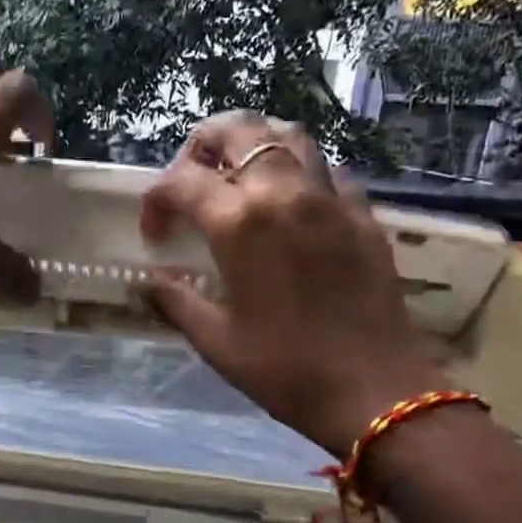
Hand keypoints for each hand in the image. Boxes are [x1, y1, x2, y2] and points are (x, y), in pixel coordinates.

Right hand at [140, 112, 446, 450]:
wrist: (375, 392)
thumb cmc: (284, 369)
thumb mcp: (214, 339)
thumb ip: (174, 299)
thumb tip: (146, 282)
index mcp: (238, 222)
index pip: (181, 180)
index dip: (156, 200)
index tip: (155, 234)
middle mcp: (283, 193)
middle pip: (238, 130)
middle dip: (202, 145)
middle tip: (191, 181)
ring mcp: (330, 199)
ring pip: (290, 136)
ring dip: (255, 145)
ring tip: (239, 177)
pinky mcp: (363, 215)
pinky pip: (329, 171)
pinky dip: (302, 173)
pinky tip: (292, 206)